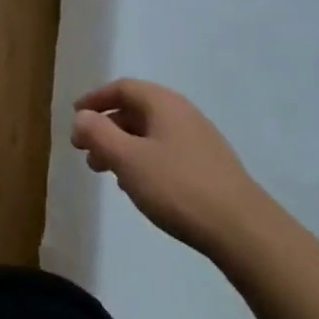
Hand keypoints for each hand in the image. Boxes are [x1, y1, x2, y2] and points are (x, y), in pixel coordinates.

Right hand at [71, 78, 272, 261]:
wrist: (243, 230)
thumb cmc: (178, 187)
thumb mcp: (127, 159)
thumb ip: (98, 133)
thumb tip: (81, 117)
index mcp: (163, 103)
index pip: (122, 88)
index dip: (95, 100)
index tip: (74, 117)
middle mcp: (183, 113)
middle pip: (135, 110)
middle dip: (106, 128)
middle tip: (85, 152)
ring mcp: (199, 140)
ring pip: (150, 134)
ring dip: (122, 147)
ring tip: (107, 173)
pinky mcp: (209, 167)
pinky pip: (165, 152)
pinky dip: (143, 161)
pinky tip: (138, 186)